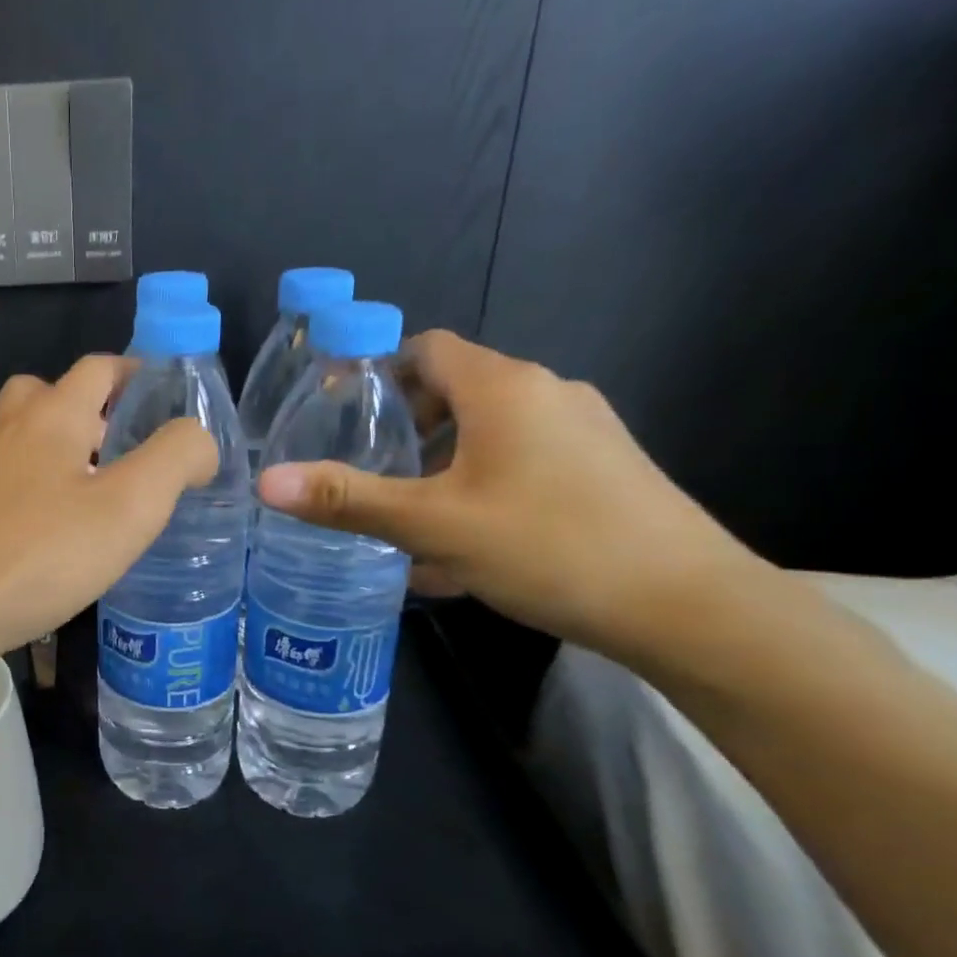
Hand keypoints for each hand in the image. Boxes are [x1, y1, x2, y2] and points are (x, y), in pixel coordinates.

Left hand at [0, 355, 218, 662]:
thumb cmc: (39, 554)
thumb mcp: (129, 507)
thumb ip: (175, 459)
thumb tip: (197, 438)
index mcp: (53, 414)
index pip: (101, 367)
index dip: (140, 376)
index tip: (173, 407)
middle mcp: (11, 428)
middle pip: (58, 395)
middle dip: (101, 413)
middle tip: (137, 454)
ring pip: (33, 439)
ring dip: (72, 452)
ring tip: (107, 497)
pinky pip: (15, 478)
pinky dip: (45, 487)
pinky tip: (62, 533)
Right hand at [256, 330, 757, 656]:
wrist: (690, 608)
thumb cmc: (548, 546)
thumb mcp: (432, 525)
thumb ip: (348, 500)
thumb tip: (266, 481)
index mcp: (503, 386)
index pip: (426, 348)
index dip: (378, 374)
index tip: (342, 417)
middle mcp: (547, 393)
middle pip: (455, 390)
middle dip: (405, 429)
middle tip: (367, 475)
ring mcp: (584, 432)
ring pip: (489, 433)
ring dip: (442, 465)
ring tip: (408, 518)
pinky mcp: (605, 471)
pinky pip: (523, 464)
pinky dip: (482, 488)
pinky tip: (465, 549)